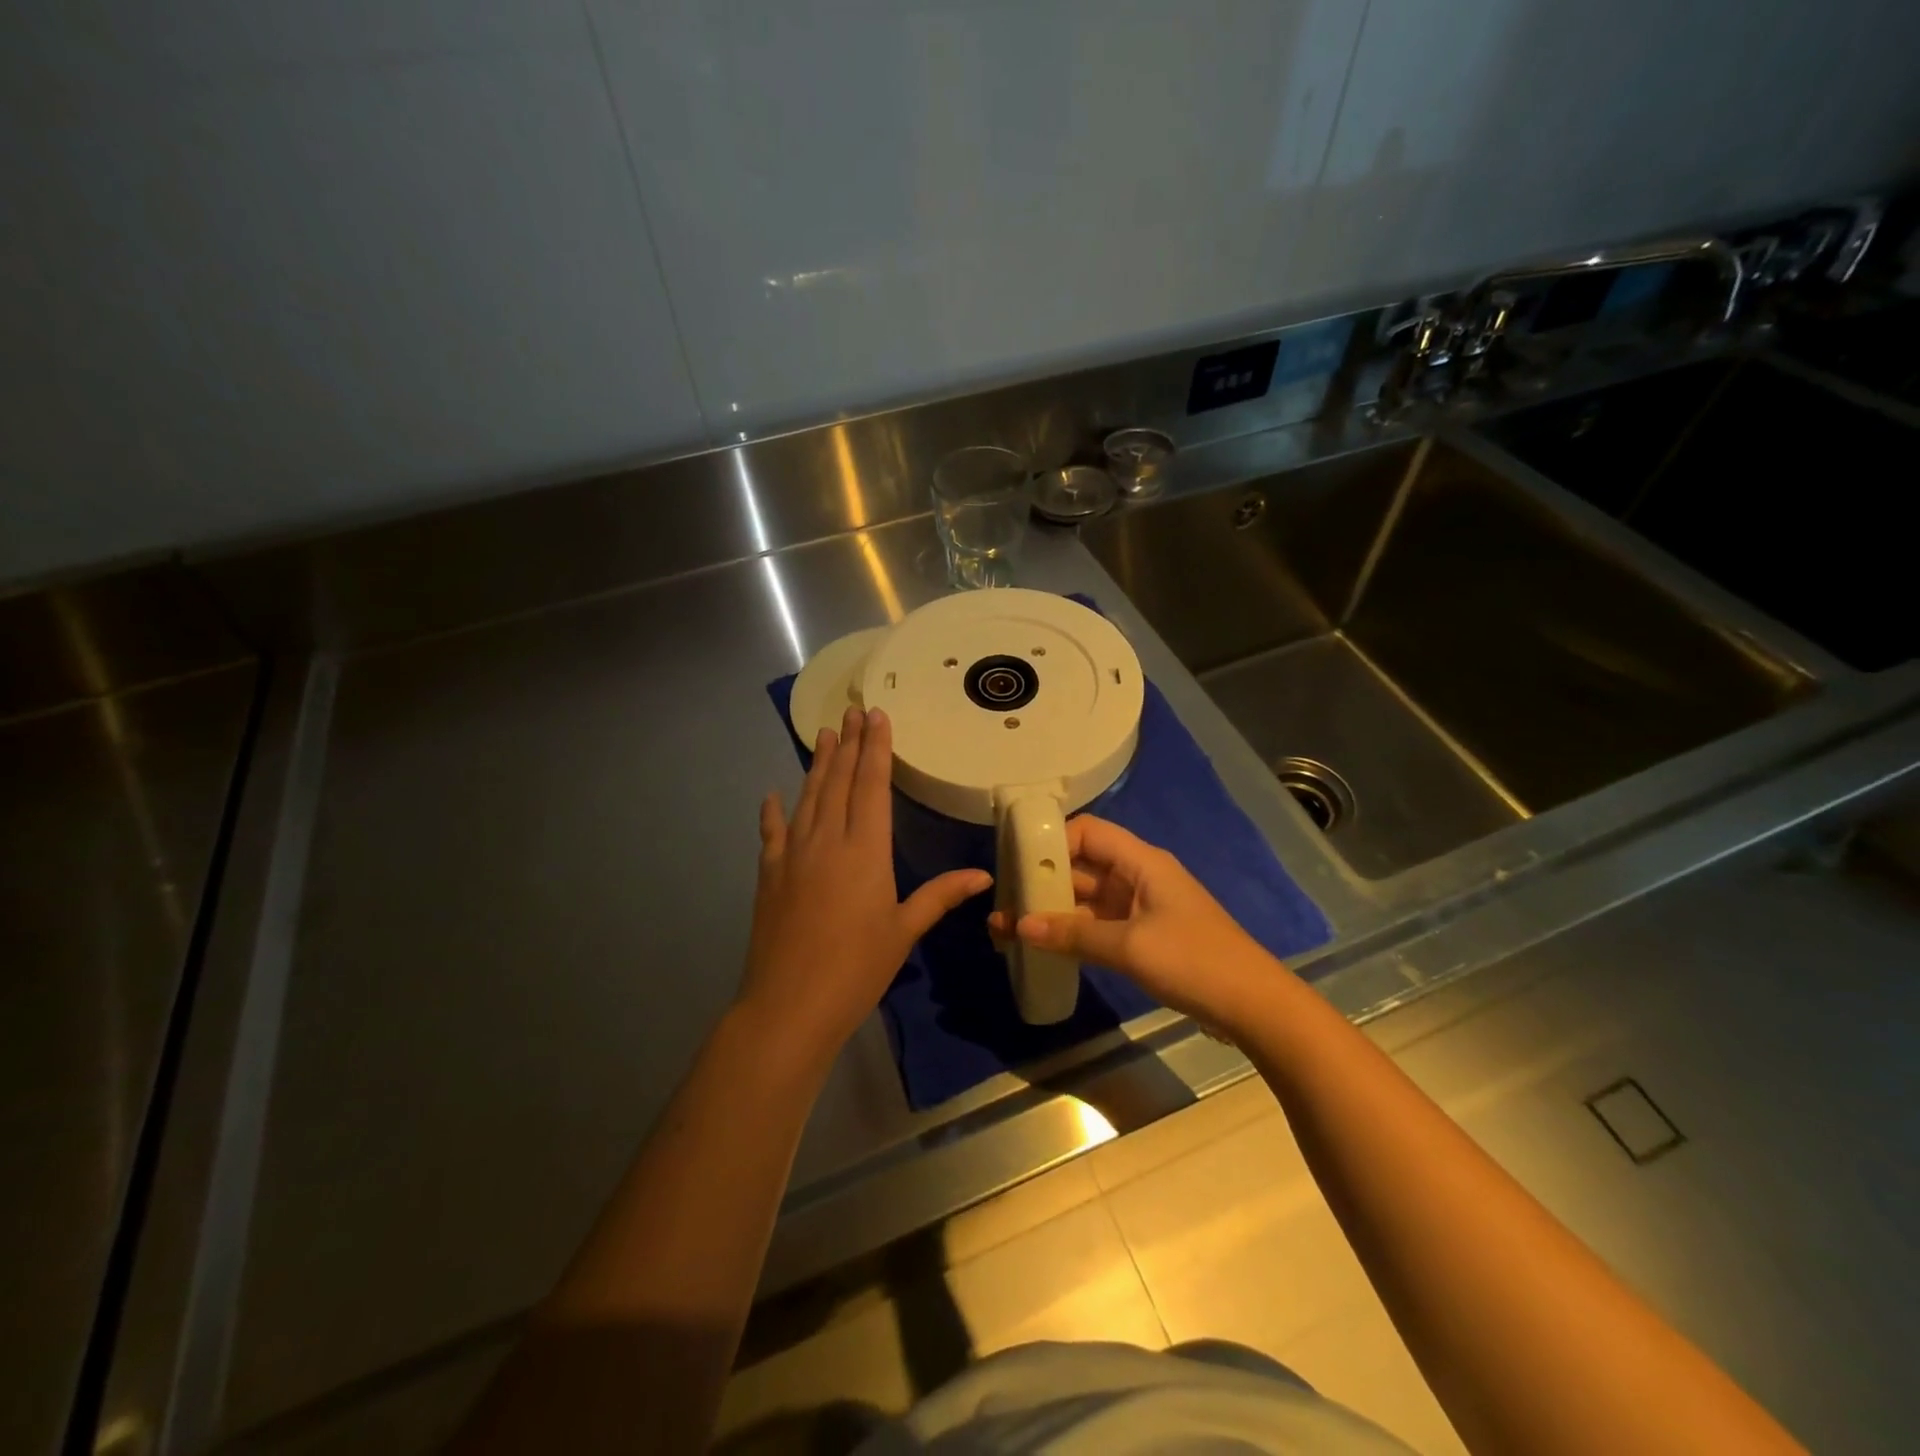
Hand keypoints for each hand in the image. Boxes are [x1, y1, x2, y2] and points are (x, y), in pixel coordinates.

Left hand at [738, 705, 990, 1071]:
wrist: (789, 1005)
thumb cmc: (857, 969)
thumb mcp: (904, 931)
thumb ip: (940, 896)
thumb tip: (983, 875)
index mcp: (865, 850)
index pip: (872, 786)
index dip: (876, 749)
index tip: (877, 717)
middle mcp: (827, 841)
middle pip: (838, 782)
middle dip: (848, 744)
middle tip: (850, 712)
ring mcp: (793, 855)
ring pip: (808, 798)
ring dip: (818, 765)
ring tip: (824, 735)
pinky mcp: (769, 875)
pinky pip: (772, 833)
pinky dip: (773, 811)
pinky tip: (773, 795)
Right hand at [988, 814, 1278, 1033]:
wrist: (1253, 1006)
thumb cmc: (1193, 961)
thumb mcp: (1129, 946)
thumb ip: (1072, 934)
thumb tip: (1019, 925)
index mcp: (1141, 862)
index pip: (1088, 832)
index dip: (1052, 841)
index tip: (1016, 862)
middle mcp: (1137, 876)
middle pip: (1082, 865)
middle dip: (1043, 881)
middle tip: (1002, 901)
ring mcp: (1140, 907)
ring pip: (1086, 898)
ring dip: (1052, 910)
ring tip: (1008, 927)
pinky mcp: (1142, 936)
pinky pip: (1098, 924)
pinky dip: (1071, 931)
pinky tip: (1041, 945)